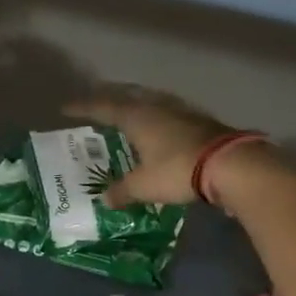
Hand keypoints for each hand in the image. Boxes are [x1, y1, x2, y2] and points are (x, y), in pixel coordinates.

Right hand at [66, 85, 236, 206]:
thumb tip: (105, 199)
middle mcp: (155, 107)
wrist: (230, 164)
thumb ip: (122, 191)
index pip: (102, 107)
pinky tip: (160, 125)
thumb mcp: (143, 186)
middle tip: (96, 103)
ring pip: (150, 100)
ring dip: (135, 102)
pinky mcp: (200, 120)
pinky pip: (169, 111)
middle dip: (109, 97)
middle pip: (127, 95)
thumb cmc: (177, 170)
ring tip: (127, 109)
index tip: (65, 108)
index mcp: (136, 117)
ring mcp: (180, 110)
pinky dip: (157, 115)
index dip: (83, 107)